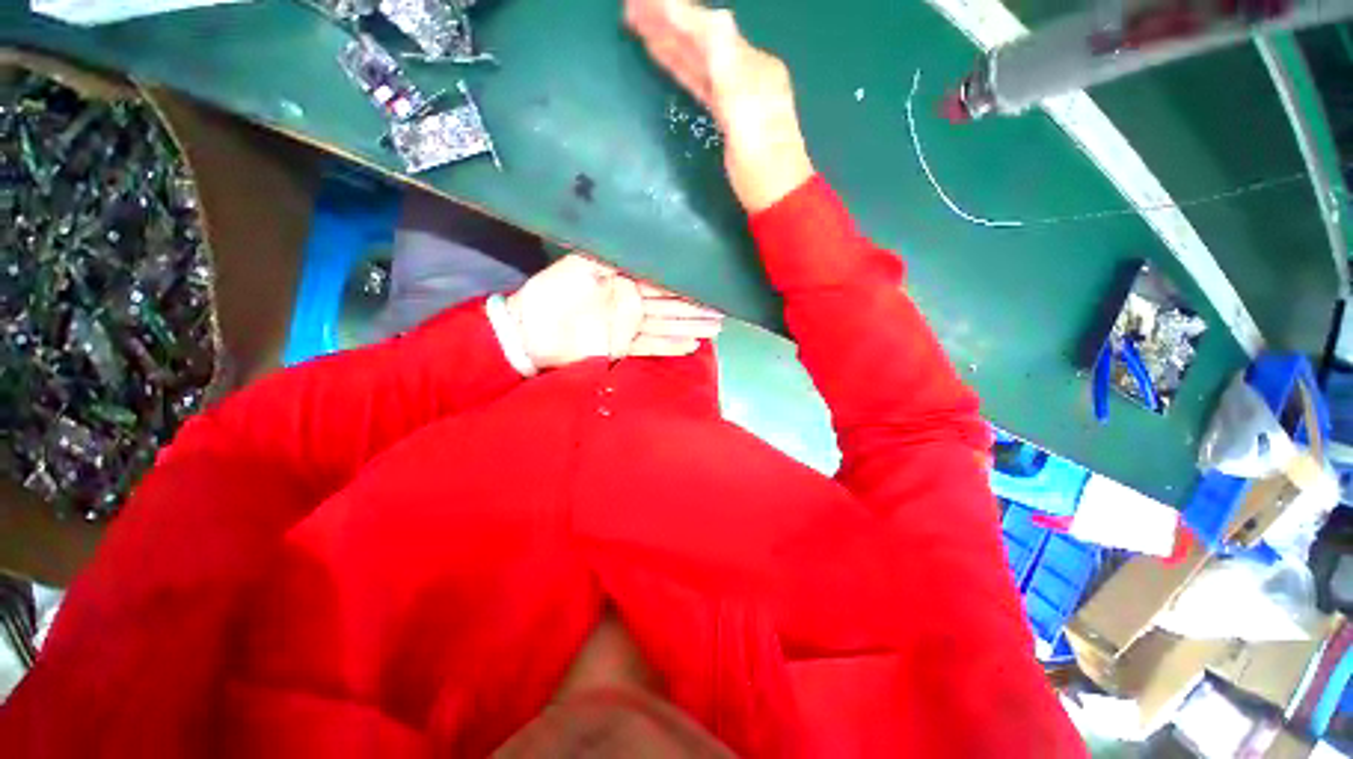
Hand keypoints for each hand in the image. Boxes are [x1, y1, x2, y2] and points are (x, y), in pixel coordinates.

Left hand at [505, 254, 722, 370]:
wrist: (530, 329)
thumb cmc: (554, 292)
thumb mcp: (581, 264)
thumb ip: (612, 259)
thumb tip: (646, 253)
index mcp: (622, 281)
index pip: (660, 282)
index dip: (684, 284)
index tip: (709, 285)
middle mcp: (630, 303)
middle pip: (669, 306)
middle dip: (696, 308)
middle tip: (724, 311)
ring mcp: (627, 327)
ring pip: (666, 326)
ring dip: (690, 326)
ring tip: (716, 328)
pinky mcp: (621, 348)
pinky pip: (650, 346)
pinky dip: (670, 346)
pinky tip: (691, 345)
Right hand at [625, 0, 814, 212]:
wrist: (775, 195)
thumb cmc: (761, 159)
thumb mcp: (745, 111)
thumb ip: (729, 66)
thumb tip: (715, 17)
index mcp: (750, 65)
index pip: (709, 30)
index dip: (676, 13)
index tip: (642, 0)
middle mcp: (744, 71)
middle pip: (701, 40)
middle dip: (667, 22)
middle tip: (631, 7)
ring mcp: (736, 93)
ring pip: (698, 60)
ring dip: (670, 41)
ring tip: (639, 27)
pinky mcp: (727, 115)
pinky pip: (700, 81)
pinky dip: (681, 67)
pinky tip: (666, 59)